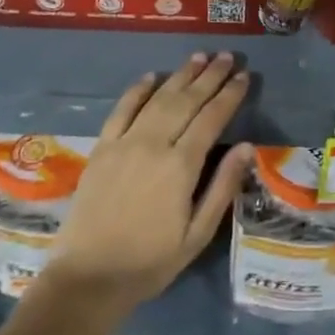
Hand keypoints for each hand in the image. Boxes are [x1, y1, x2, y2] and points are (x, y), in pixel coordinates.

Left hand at [42, 53, 254, 317]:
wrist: (88, 278)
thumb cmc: (150, 262)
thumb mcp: (197, 235)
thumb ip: (222, 187)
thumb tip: (246, 147)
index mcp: (181, 166)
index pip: (212, 118)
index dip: (229, 95)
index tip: (245, 76)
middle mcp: (153, 144)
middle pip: (187, 101)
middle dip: (210, 76)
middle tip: (228, 56)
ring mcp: (124, 143)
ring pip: (157, 99)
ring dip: (180, 76)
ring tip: (199, 57)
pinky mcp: (101, 149)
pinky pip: (121, 110)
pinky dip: (137, 90)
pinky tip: (151, 77)